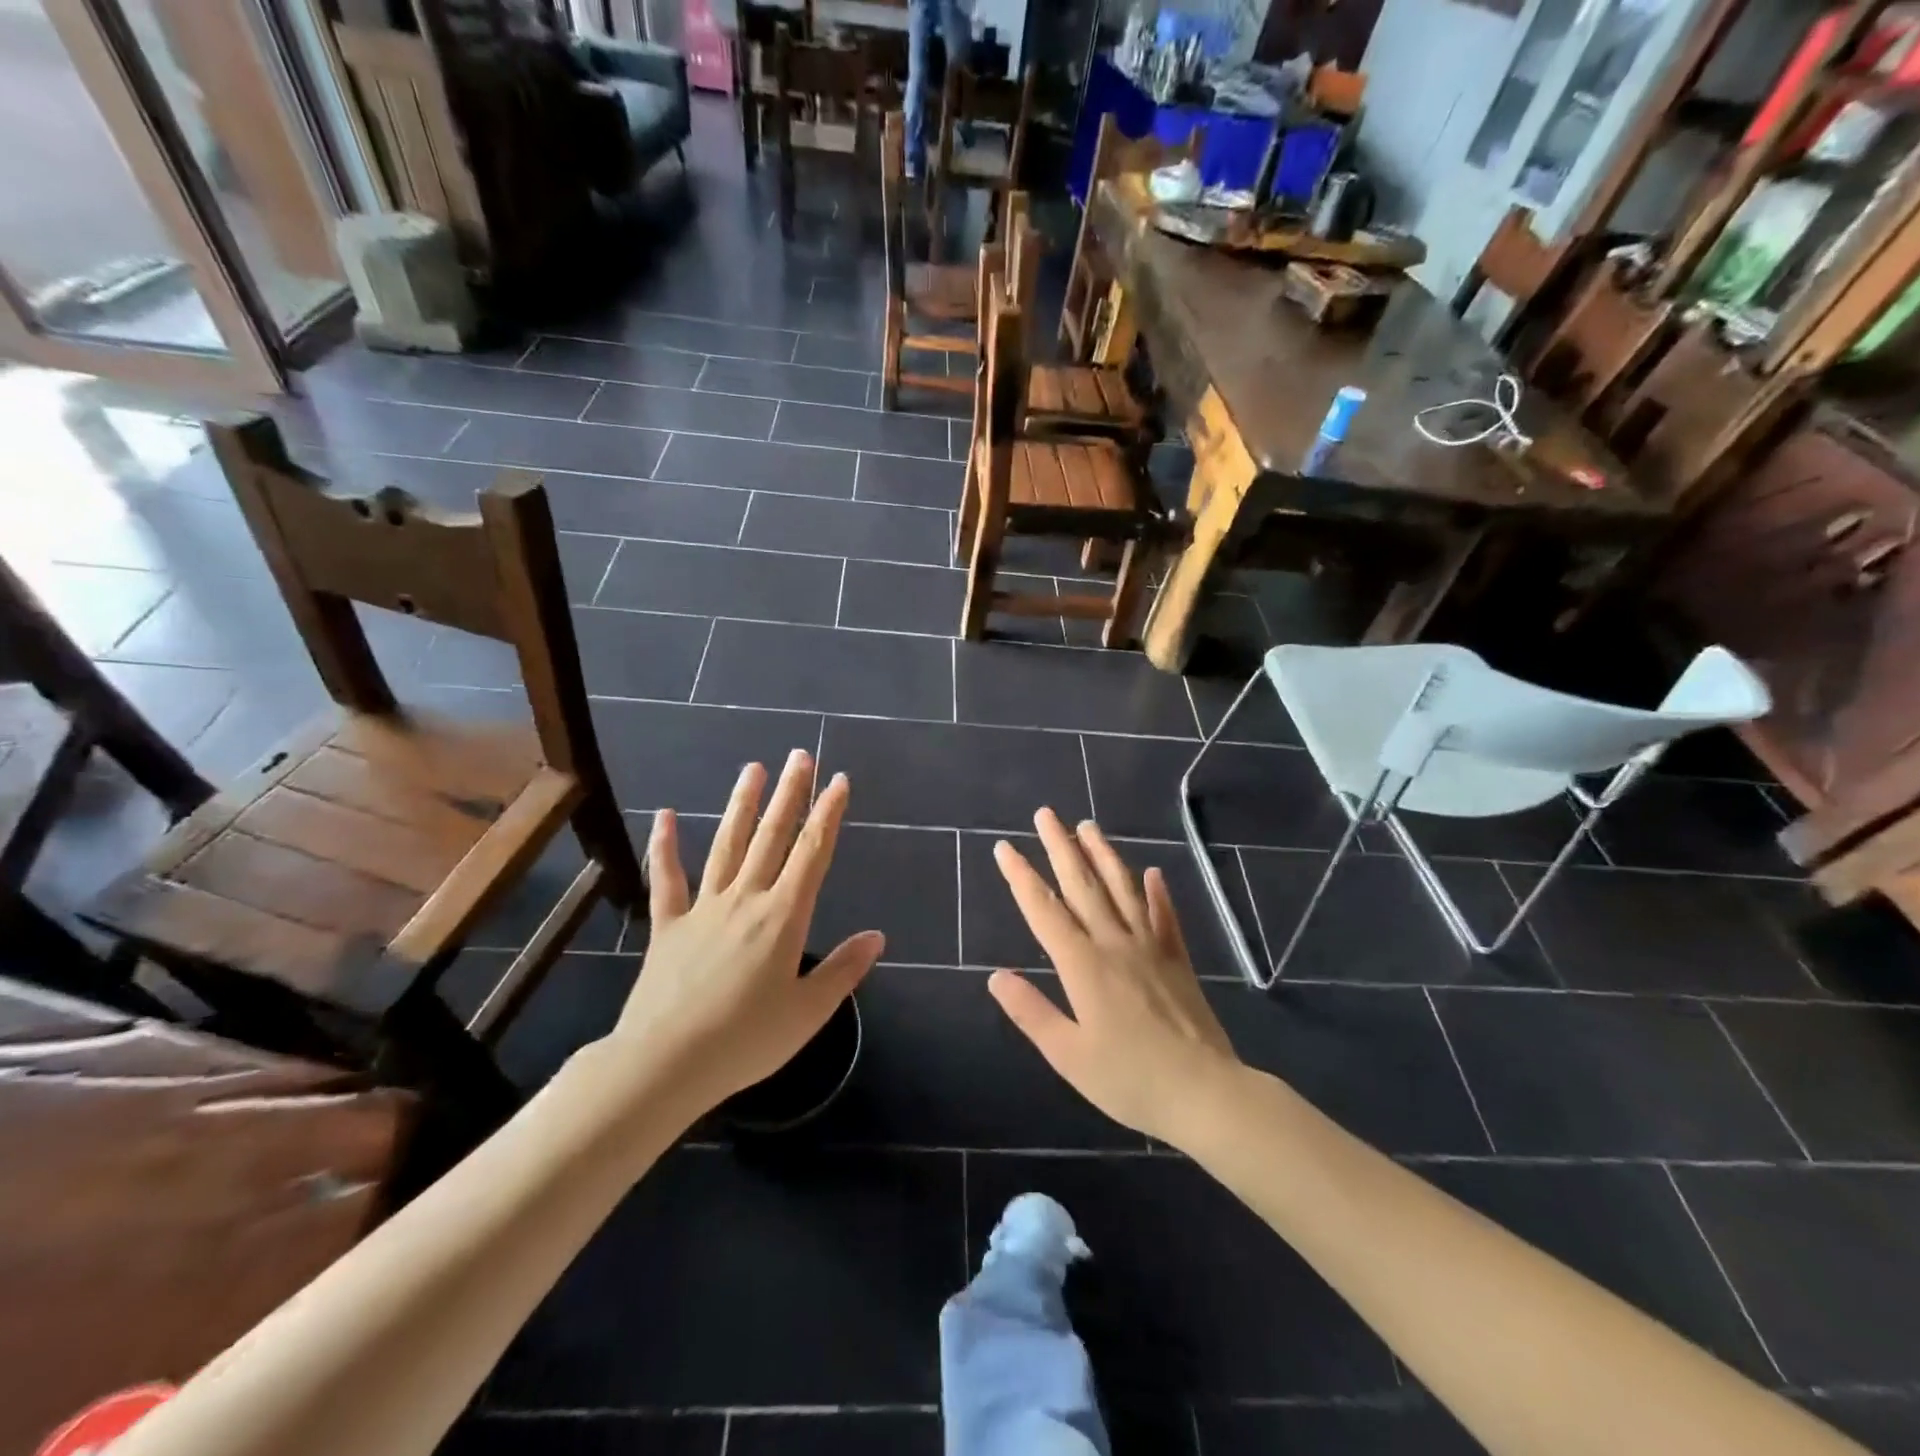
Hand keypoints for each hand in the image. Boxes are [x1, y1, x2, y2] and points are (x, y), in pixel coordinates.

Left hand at [610, 750, 883, 1112]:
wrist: (664, 1063)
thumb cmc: (745, 1040)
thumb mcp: (808, 1012)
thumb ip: (843, 970)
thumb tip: (877, 936)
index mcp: (783, 917)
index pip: (812, 853)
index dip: (828, 814)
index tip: (838, 781)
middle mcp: (745, 900)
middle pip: (772, 837)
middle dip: (790, 794)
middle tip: (800, 756)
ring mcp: (703, 908)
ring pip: (727, 845)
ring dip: (742, 805)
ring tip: (753, 769)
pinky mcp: (668, 926)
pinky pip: (667, 879)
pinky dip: (665, 847)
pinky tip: (664, 815)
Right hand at [989, 809, 1242, 1149]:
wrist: (1205, 1092)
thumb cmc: (1130, 1080)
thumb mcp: (1068, 1056)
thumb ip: (1031, 1012)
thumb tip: (995, 976)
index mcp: (1082, 966)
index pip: (1044, 911)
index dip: (1021, 877)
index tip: (1004, 848)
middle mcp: (1114, 944)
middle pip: (1082, 886)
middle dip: (1060, 847)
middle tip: (1045, 814)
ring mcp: (1150, 947)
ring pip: (1122, 889)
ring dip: (1103, 854)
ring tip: (1088, 825)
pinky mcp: (1177, 959)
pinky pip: (1165, 916)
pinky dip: (1157, 892)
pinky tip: (1152, 871)